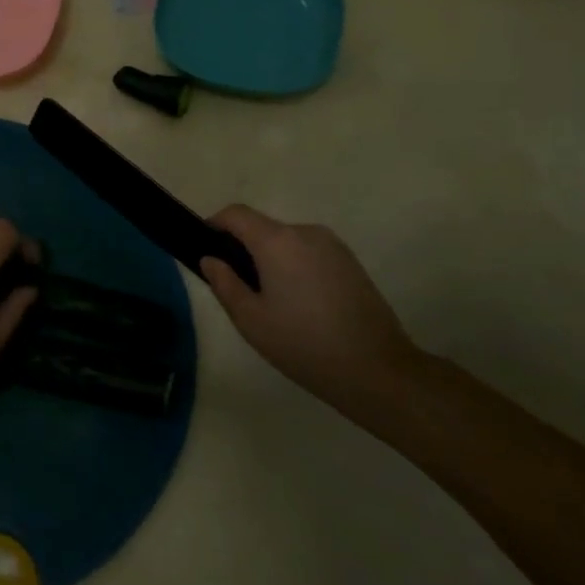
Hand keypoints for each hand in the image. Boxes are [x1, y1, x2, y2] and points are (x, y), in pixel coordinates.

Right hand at [200, 205, 418, 408]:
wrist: (377, 370)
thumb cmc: (303, 344)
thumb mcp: (250, 320)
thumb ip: (224, 283)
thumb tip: (211, 259)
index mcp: (277, 241)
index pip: (236, 214)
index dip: (214, 224)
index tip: (206, 250)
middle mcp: (305, 232)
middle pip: (262, 228)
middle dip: (243, 249)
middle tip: (238, 289)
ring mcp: (332, 246)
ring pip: (287, 242)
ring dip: (271, 260)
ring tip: (272, 303)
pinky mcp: (350, 262)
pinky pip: (309, 253)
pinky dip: (295, 268)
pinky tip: (300, 306)